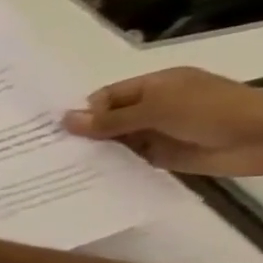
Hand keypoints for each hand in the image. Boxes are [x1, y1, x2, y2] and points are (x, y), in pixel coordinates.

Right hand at [64, 67, 262, 175]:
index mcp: (154, 87)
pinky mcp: (160, 155)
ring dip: (93, 151)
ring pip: (113, 141)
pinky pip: (126, 160)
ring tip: (60, 165)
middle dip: (83, 133)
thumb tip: (65, 121)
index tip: (60, 131)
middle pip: (106, 120)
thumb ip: (110, 119)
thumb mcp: (157, 109)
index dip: (84, 112)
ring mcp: (156, 132)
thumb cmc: (212, 112)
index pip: (105, 97)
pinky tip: (84, 175)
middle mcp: (152, 108)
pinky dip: (108, 166)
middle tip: (50, 150)